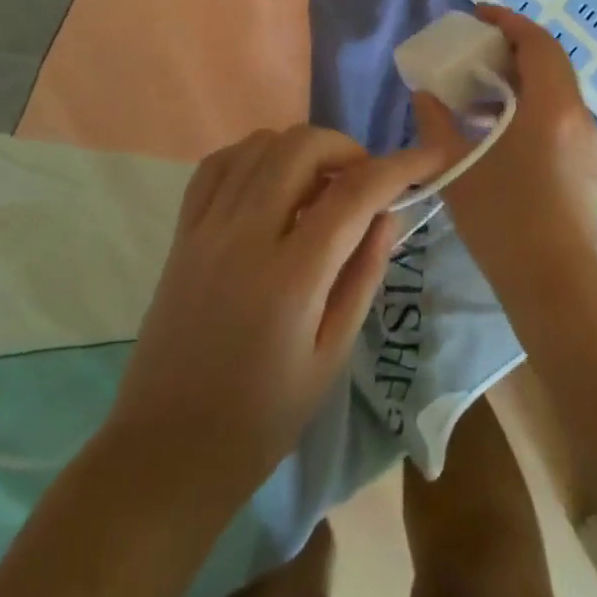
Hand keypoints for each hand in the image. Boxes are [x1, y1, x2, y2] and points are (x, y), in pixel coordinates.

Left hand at [104, 124, 452, 500]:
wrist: (165, 452)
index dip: (399, 166)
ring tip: (320, 183)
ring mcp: (207, 228)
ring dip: (302, 149)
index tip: (430, 156)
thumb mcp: (330, 359)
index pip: (354, 194)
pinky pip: (218, 164)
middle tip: (363, 181)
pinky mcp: (183, 232)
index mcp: (291, 277)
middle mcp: (246, 236)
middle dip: (347, 148)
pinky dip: (253, 155)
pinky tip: (270, 180)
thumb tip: (388, 215)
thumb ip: (362, 277)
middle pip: (302, 147)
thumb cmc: (260, 419)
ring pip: (260, 144)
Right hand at [414, 5, 596, 311]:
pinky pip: (558, 116)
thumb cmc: (505, 220)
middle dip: (513, 47)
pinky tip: (499, 131)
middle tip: (476, 48)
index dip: (508, 21)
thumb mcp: (457, 168)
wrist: (555, 288)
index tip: (479, 14)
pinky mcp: (586, 166)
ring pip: (556, 90)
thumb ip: (436, 123)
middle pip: (550, 62)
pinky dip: (530, 105)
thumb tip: (424, 95)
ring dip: (520, 79)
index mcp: (552, 106)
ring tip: (479, 91)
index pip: (537, 43)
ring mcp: (587, 143)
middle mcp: (577, 116)